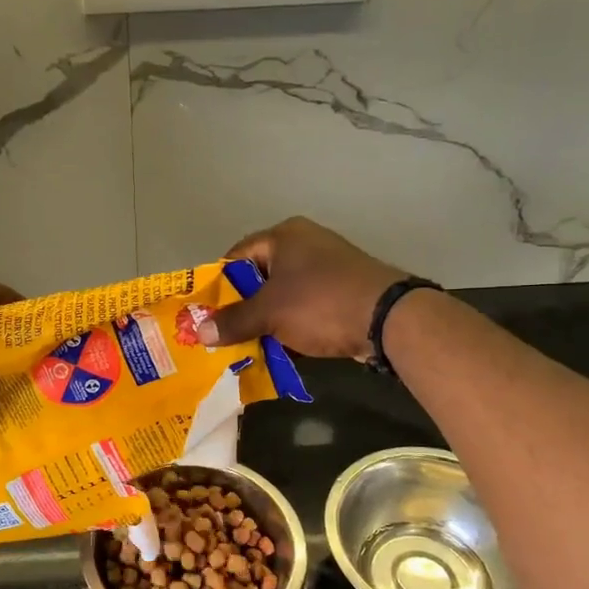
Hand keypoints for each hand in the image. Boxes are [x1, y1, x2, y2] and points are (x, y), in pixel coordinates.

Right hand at [202, 217, 407, 359]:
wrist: (387, 319)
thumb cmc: (319, 303)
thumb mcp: (269, 313)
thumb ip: (233, 321)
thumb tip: (200, 333)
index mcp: (284, 236)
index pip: (237, 255)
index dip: (219, 284)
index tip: (206, 313)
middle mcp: (305, 245)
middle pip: (260, 278)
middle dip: (242, 308)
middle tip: (223, 335)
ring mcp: (327, 269)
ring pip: (283, 297)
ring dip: (266, 322)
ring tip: (245, 348)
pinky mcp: (342, 293)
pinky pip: (305, 309)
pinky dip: (290, 328)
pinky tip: (277, 353)